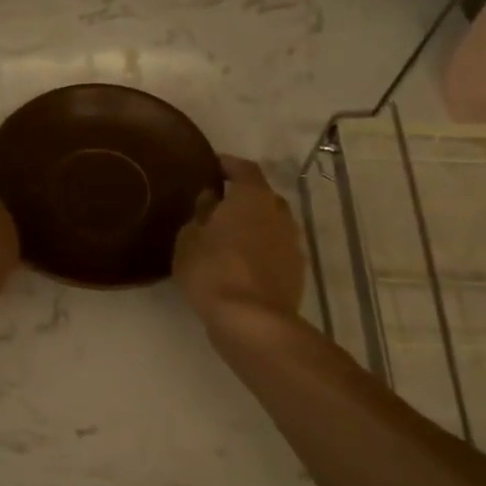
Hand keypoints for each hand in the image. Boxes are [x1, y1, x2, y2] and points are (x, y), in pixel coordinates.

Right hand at [173, 156, 303, 323]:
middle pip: (262, 196)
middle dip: (242, 198)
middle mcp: (279, 212)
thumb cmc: (213, 271)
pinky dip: (261, 250)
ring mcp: (293, 243)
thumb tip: (210, 199)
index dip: (228, 165)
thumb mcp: (189, 240)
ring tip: (229, 237)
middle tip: (218, 206)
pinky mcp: (297, 270)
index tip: (212, 166)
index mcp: (253, 197)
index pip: (244, 169)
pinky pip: (275, 250)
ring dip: (253, 226)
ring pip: (271, 224)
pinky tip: (242, 263)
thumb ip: (200, 214)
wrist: (251, 320)